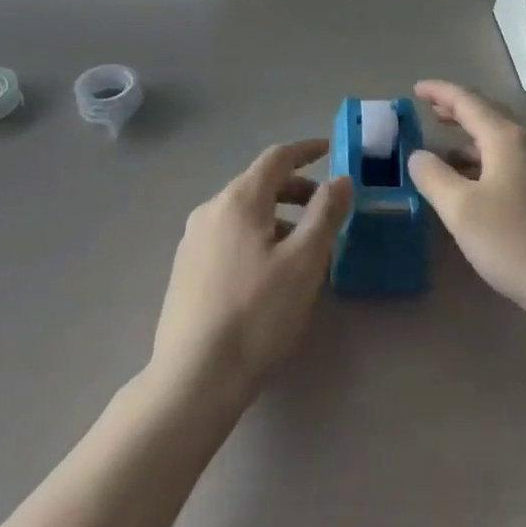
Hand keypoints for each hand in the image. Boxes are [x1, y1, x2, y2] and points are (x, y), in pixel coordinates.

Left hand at [151, 139, 352, 404]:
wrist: (194, 377)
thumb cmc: (257, 314)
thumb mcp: (304, 262)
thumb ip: (326, 214)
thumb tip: (340, 179)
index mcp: (238, 200)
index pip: (276, 158)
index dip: (306, 150)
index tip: (330, 149)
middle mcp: (210, 210)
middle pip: (258, 184)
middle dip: (296, 189)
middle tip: (326, 208)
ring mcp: (192, 240)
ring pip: (243, 213)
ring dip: (277, 216)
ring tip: (303, 247)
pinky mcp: (185, 270)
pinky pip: (229, 236)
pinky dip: (256, 236)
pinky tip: (269, 272)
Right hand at [407, 81, 525, 333]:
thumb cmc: (515, 241)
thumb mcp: (460, 210)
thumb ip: (433, 176)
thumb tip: (419, 155)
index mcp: (506, 139)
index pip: (468, 101)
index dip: (440, 92)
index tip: (416, 89)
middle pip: (490, 116)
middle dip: (458, 110)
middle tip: (431, 111)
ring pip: (503, 142)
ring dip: (472, 139)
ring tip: (447, 150)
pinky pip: (514, 163)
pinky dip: (488, 161)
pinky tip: (478, 185)